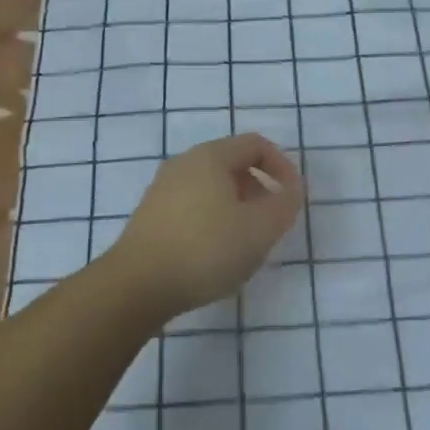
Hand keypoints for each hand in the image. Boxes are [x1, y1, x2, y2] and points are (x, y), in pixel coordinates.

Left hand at [105, 134, 304, 321]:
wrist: (136, 285)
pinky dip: (213, 220)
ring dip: (237, 207)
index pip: (256, 144)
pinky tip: (214, 254)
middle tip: (271, 223)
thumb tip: (290, 190)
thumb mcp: (259, 229)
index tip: (293, 198)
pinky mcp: (151, 216)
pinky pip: (193, 206)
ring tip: (246, 242)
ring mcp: (163, 189)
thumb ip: (283, 205)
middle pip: (233, 164)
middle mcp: (184, 163)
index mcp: (210, 156)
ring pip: (212, 187)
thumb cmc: (205, 249)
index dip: (282, 167)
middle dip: (260, 189)